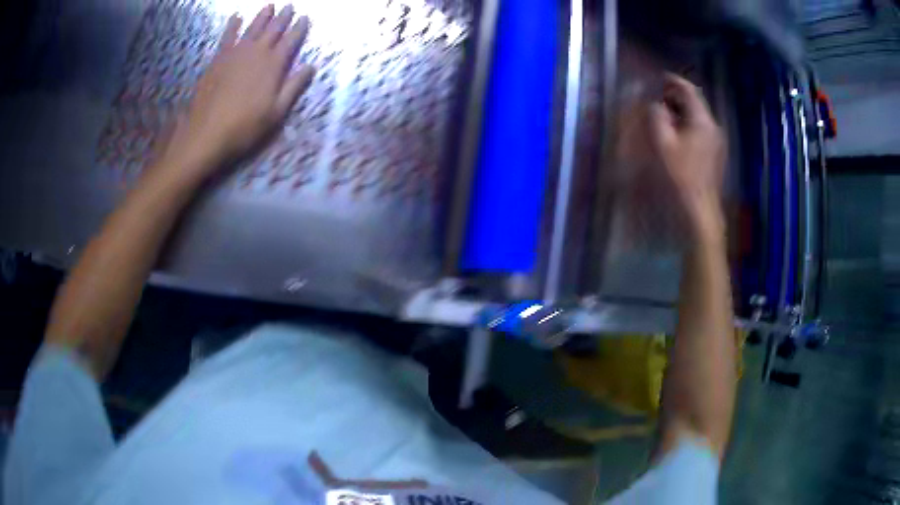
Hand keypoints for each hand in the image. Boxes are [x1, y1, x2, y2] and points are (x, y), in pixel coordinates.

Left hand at [158, 4, 315, 181]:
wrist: (206, 133)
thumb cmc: (244, 127)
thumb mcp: (276, 113)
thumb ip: (293, 87)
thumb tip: (310, 67)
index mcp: (273, 66)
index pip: (291, 41)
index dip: (299, 28)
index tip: (306, 17)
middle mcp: (256, 53)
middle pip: (273, 30)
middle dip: (283, 17)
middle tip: (290, 6)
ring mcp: (235, 54)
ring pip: (252, 28)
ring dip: (261, 16)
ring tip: (269, 6)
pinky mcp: (218, 59)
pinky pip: (227, 37)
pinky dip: (232, 26)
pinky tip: (235, 17)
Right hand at [648, 74, 725, 240]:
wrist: (700, 207)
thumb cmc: (681, 175)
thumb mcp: (663, 143)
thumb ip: (657, 117)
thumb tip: (657, 105)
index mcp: (702, 121)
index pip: (690, 91)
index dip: (675, 81)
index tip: (661, 78)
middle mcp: (714, 127)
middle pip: (696, 103)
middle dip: (677, 96)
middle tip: (659, 96)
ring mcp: (717, 141)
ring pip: (699, 117)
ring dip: (683, 111)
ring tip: (666, 114)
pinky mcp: (716, 153)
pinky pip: (702, 129)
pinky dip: (689, 124)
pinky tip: (678, 133)